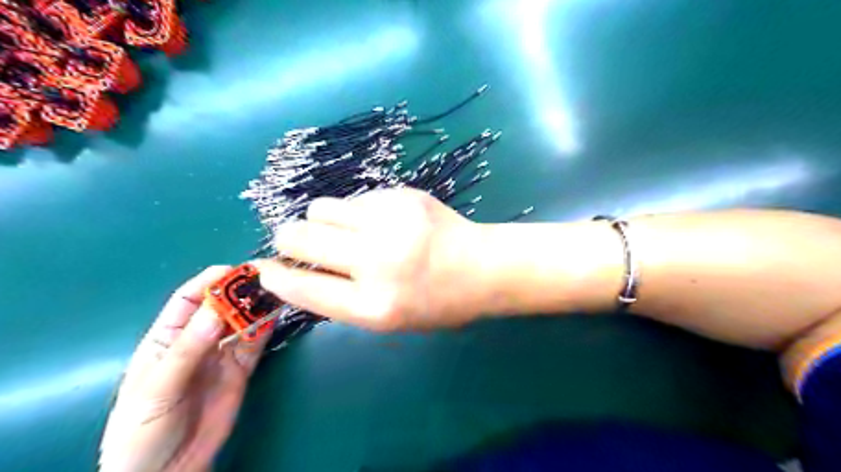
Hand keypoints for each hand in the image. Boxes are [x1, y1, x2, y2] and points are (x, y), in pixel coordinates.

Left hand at [97, 267, 270, 470]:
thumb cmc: (143, 430)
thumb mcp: (158, 388)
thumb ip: (187, 349)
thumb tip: (216, 308)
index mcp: (166, 338)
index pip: (188, 299)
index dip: (210, 282)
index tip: (236, 271)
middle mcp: (197, 340)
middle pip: (221, 307)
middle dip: (241, 291)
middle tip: (266, 279)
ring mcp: (222, 354)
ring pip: (242, 322)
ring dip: (258, 306)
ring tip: (278, 292)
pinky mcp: (242, 369)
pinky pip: (255, 343)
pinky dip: (266, 328)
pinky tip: (277, 315)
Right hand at [258, 189, 487, 330]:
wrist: (484, 266)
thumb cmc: (438, 302)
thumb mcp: (389, 317)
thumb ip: (342, 298)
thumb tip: (295, 272)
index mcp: (375, 306)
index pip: (304, 288)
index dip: (276, 277)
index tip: (263, 269)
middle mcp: (378, 262)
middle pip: (299, 238)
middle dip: (289, 240)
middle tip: (300, 243)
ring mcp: (390, 223)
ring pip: (320, 208)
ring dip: (322, 221)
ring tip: (347, 231)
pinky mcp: (402, 195)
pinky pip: (354, 199)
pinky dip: (356, 212)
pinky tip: (381, 221)